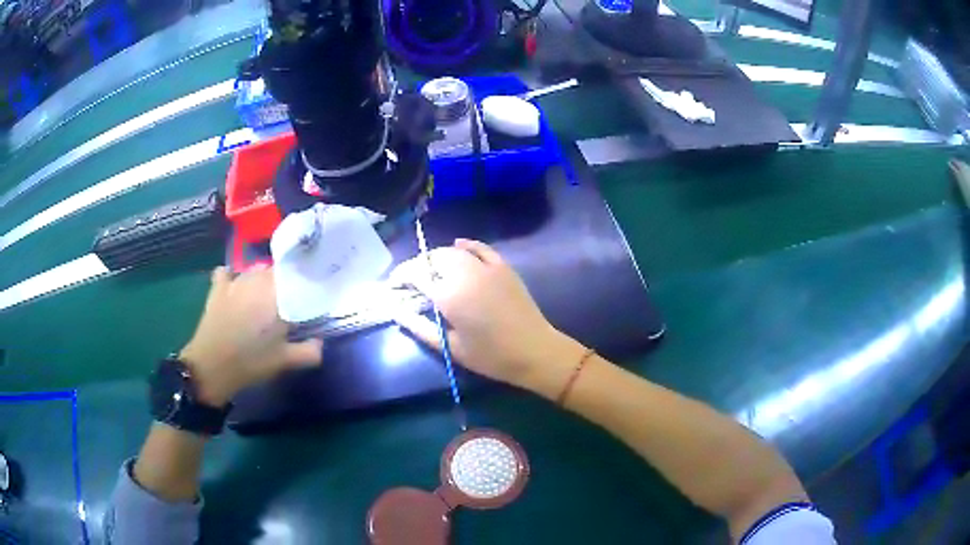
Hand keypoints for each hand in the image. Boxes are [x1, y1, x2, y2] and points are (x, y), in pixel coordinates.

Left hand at [179, 266, 322, 406]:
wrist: (212, 366)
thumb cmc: (252, 361)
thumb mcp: (286, 361)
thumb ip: (310, 351)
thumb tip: (321, 342)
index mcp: (277, 293)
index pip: (298, 274)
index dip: (305, 282)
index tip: (310, 296)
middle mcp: (257, 279)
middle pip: (277, 271)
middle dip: (284, 283)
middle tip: (288, 303)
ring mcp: (235, 280)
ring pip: (254, 271)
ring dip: (261, 281)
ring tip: (263, 299)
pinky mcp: (218, 287)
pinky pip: (228, 272)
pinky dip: (233, 277)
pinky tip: (235, 289)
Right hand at [391, 239, 584, 394]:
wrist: (535, 351)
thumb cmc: (491, 356)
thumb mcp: (451, 347)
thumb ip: (420, 327)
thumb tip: (396, 312)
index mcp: (450, 295)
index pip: (416, 276)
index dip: (400, 277)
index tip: (393, 285)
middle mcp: (465, 273)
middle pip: (432, 259)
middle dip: (417, 266)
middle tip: (410, 280)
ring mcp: (486, 267)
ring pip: (453, 251)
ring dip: (436, 257)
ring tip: (429, 269)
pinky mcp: (503, 267)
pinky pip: (480, 248)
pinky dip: (466, 244)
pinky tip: (458, 245)